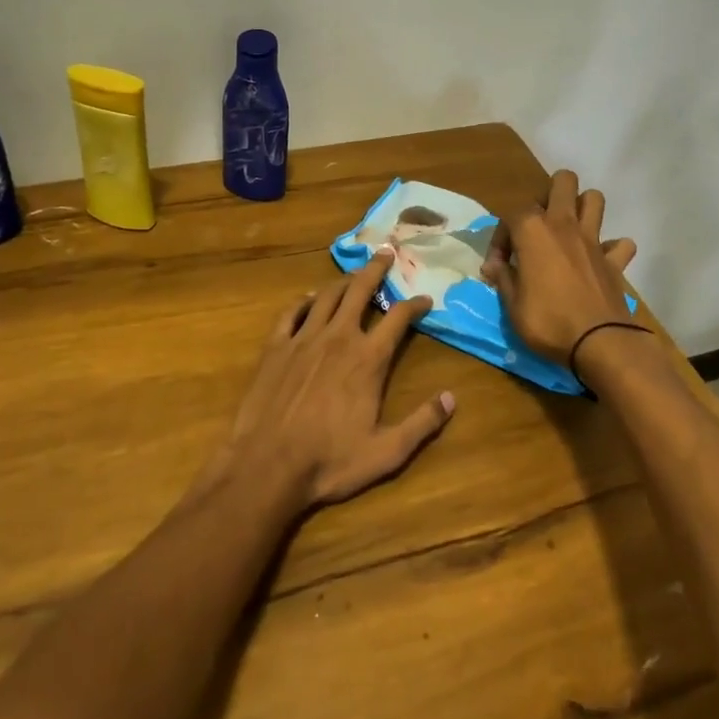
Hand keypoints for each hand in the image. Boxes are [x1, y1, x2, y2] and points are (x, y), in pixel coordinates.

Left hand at [221, 252, 455, 506]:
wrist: (268, 465)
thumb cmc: (330, 461)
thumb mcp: (387, 452)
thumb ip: (422, 423)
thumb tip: (451, 398)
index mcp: (368, 359)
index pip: (398, 318)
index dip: (415, 304)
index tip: (425, 299)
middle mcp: (338, 337)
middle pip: (360, 291)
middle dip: (376, 269)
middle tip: (385, 253)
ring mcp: (303, 339)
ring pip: (326, 296)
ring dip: (342, 281)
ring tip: (352, 274)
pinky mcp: (275, 347)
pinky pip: (291, 313)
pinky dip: (303, 301)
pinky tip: (309, 299)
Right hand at [482, 169, 637, 362]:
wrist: (599, 342)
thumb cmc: (547, 321)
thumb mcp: (512, 305)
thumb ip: (503, 278)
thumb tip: (493, 265)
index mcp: (533, 231)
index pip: (510, 214)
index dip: (500, 238)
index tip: (498, 266)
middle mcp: (564, 225)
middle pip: (562, 182)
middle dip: (549, 194)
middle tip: (538, 226)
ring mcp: (594, 240)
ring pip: (594, 199)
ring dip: (582, 208)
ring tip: (569, 232)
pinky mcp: (615, 261)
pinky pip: (620, 244)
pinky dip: (612, 249)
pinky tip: (600, 262)